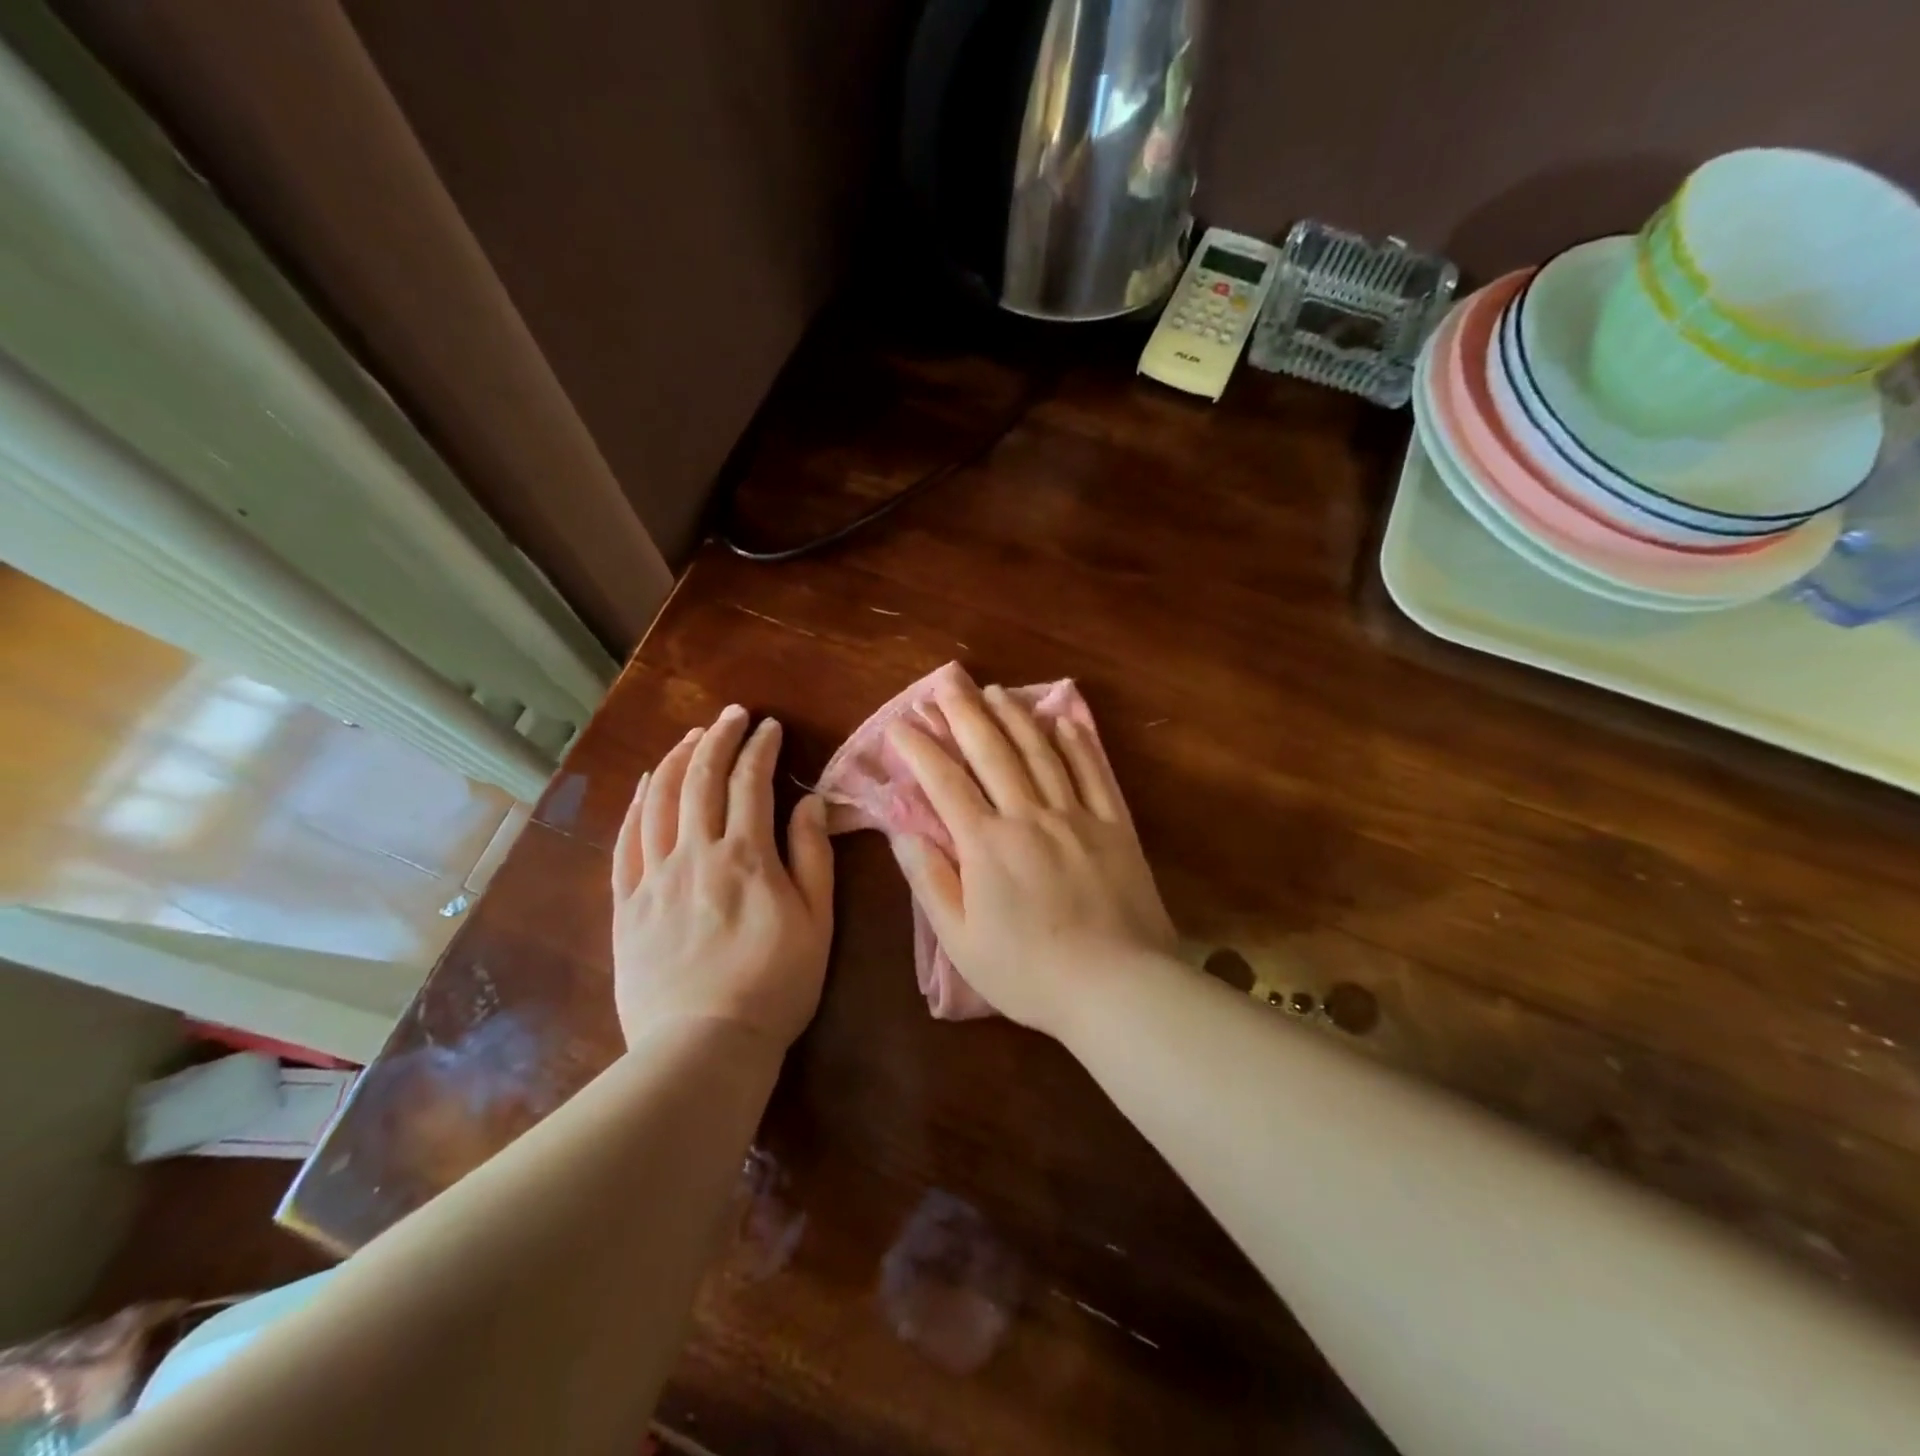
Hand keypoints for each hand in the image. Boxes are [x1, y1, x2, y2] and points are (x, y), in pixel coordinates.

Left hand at [610, 705, 834, 1051]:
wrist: (703, 1047)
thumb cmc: (775, 985)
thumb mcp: (817, 921)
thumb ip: (813, 856)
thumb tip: (810, 802)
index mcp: (745, 856)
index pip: (751, 783)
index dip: (760, 748)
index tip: (769, 727)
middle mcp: (695, 853)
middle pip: (702, 779)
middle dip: (718, 738)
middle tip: (731, 715)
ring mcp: (654, 878)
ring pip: (660, 801)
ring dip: (677, 761)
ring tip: (691, 737)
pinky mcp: (627, 905)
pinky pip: (626, 842)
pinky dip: (637, 805)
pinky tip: (646, 785)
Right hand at [886, 677, 1174, 1039]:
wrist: (1116, 985)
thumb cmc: (1029, 972)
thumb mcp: (962, 941)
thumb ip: (931, 882)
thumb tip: (904, 833)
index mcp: (986, 844)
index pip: (944, 782)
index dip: (920, 748)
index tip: (900, 723)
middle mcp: (1028, 815)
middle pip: (991, 752)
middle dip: (964, 712)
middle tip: (946, 680)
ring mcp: (1075, 815)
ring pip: (1040, 752)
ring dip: (1014, 717)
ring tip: (995, 690)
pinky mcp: (1114, 825)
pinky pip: (1092, 773)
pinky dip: (1076, 742)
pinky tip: (1063, 720)